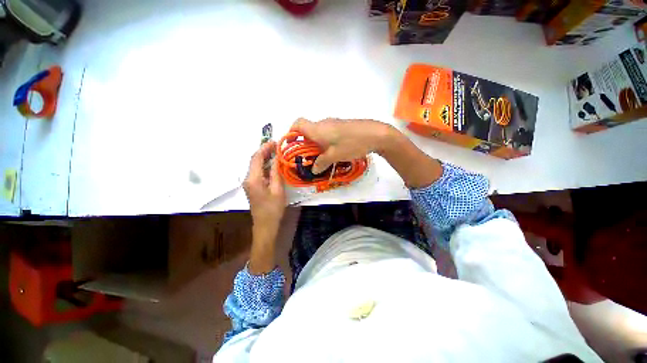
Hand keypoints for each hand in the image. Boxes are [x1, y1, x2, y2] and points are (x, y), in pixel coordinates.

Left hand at [243, 141, 285, 244]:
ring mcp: (249, 183)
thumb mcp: (278, 189)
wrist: (265, 225)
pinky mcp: (253, 186)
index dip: (265, 148)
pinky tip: (274, 164)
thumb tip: (277, 158)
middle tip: (278, 146)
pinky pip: (258, 172)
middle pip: (254, 160)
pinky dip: (265, 166)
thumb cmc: (273, 209)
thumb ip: (276, 172)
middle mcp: (248, 179)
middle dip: (265, 151)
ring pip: (256, 165)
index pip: (256, 158)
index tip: (275, 142)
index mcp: (253, 179)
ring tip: (277, 152)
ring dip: (265, 158)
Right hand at [292, 117, 441, 188]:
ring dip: (316, 144)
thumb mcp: (335, 156)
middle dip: (305, 143)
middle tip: (308, 157)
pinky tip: (334, 151)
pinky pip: (328, 133)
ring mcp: (334, 123)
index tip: (292, 145)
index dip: (292, 133)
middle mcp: (323, 123)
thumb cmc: (351, 144)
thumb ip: (321, 163)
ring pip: (319, 132)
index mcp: (317, 129)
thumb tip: (313, 170)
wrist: (375, 134)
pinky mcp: (342, 126)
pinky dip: (326, 141)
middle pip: (307, 130)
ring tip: (321, 157)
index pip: (297, 123)